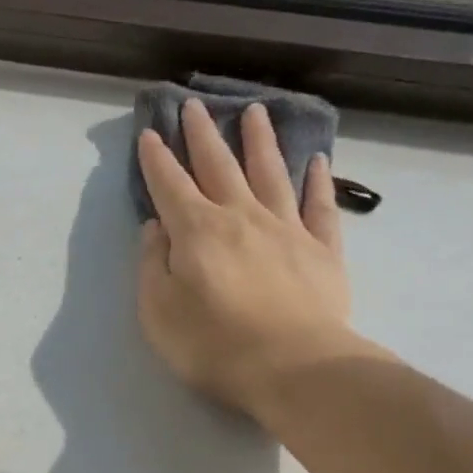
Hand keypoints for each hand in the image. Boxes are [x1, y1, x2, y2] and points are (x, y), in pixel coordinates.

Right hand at [137, 98, 354, 421]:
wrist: (292, 367)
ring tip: (257, 110)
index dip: (156, 159)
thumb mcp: (158, 313)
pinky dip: (318, 181)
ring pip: (271, 172)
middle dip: (203, 134)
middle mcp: (241, 217)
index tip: (149, 133)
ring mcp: (286, 229)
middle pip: (219, 165)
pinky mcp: (323, 249)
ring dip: (261, 140)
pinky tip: (317, 162)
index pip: (170, 185)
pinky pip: (320, 206)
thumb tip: (156, 228)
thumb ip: (153, 266)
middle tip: (196, 105)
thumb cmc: (213, 345)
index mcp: (197, 231)